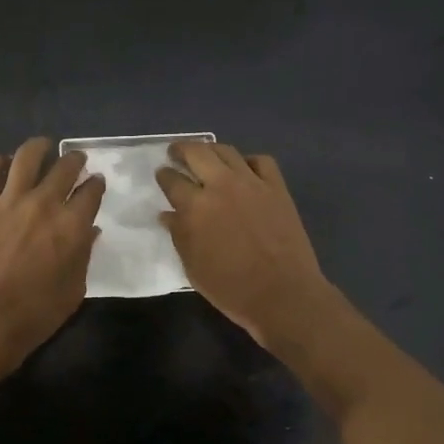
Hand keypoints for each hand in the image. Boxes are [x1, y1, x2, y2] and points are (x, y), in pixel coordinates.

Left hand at [0, 136, 103, 363]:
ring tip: (43, 146)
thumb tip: (90, 231)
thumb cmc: (37, 312)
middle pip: (64, 167)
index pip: (91, 191)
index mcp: (72, 225)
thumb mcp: (75, 288)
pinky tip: (1, 162)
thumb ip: (84, 254)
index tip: (96, 182)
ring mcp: (9, 202)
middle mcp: (44, 204)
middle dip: (74, 160)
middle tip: (75, 161)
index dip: (96, 184)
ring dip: (38, 148)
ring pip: (26, 158)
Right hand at [156, 142, 334, 349]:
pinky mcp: (277, 188)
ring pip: (227, 151)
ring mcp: (252, 183)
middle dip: (181, 150)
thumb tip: (168, 215)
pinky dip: (248, 161)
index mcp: (195, 207)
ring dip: (211, 150)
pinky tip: (244, 170)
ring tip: (206, 155)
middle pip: (196, 153)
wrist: (282, 294)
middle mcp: (221, 186)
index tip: (162, 174)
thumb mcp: (193, 267)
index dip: (163, 175)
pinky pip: (261, 161)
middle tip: (176, 153)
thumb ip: (179, 235)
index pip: (172, 180)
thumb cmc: (231, 288)